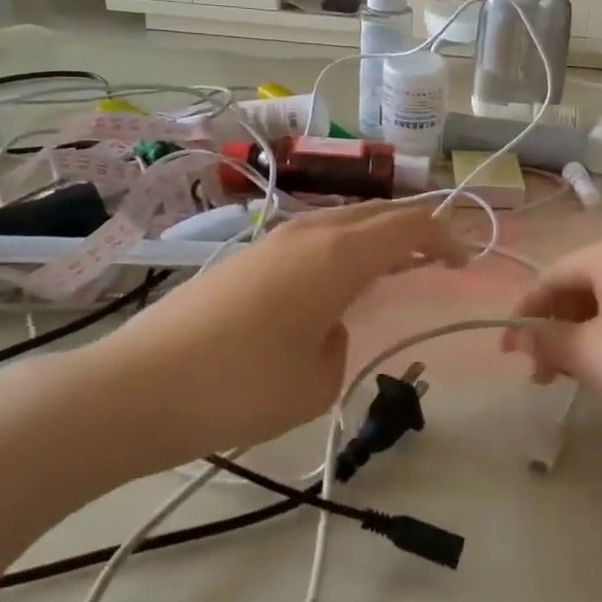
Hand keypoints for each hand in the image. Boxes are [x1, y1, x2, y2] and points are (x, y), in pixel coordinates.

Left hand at [72, 201, 466, 468]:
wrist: (136, 388)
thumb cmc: (240, 387)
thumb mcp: (317, 380)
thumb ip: (341, 343)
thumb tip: (329, 325)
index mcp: (336, 255)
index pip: (408, 225)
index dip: (445, 237)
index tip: (466, 260)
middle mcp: (306, 233)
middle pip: (376, 213)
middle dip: (415, 229)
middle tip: (439, 257)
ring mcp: (270, 242)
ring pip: (341, 222)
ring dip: (376, 237)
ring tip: (394, 267)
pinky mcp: (244, 259)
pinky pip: (311, 239)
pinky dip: (341, 250)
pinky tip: (335, 283)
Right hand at [502, 236, 601, 433]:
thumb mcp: (584, 351)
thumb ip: (544, 341)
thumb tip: (517, 339)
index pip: (550, 277)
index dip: (523, 314)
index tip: (507, 352)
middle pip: (580, 289)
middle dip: (553, 329)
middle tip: (539, 372)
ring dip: (580, 338)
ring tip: (570, 376)